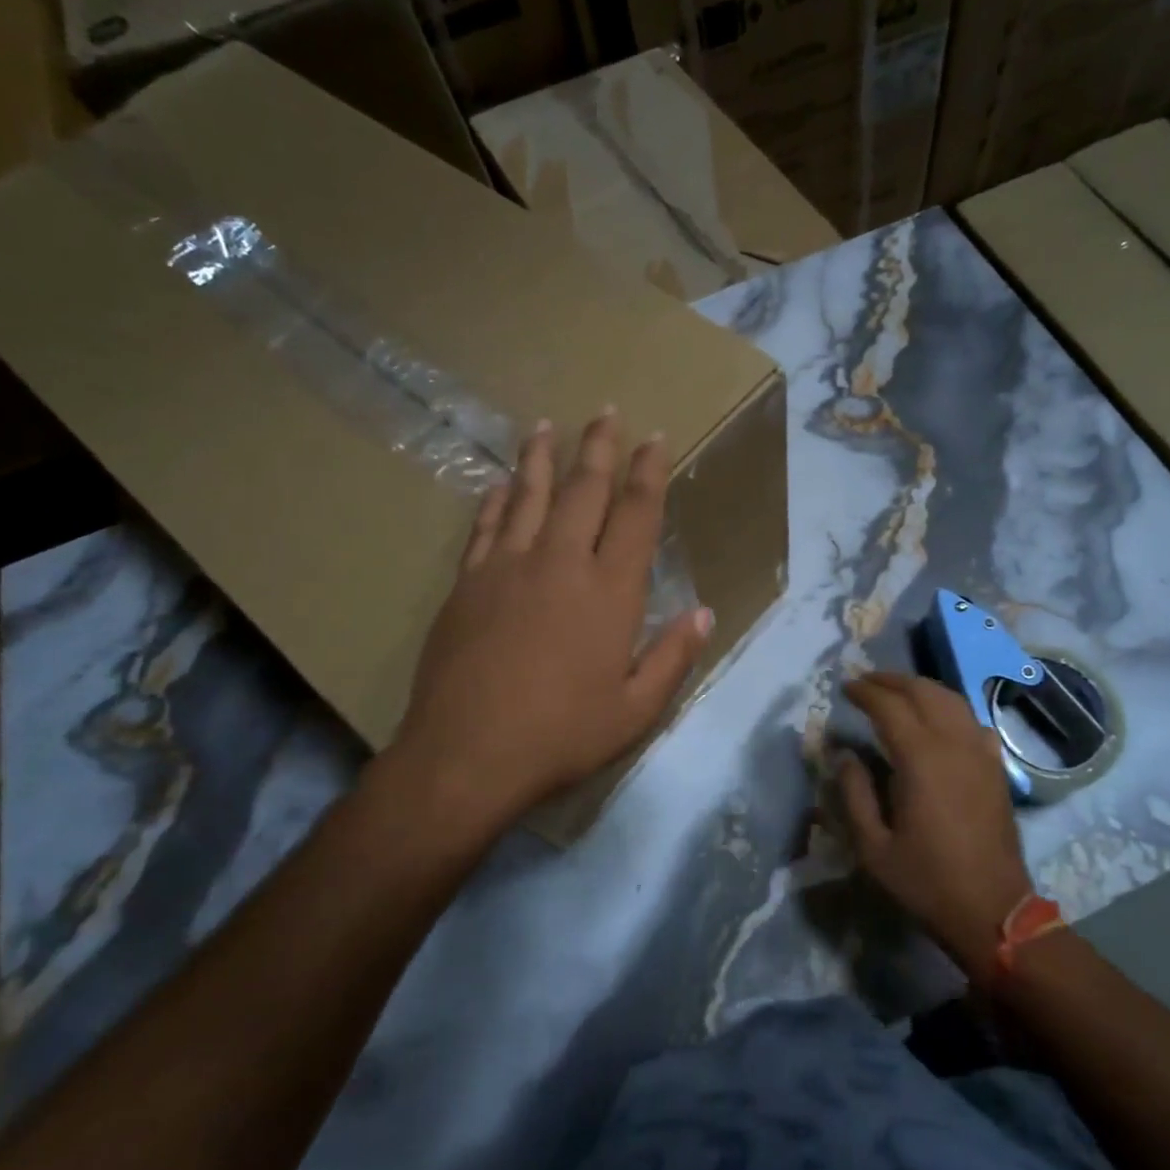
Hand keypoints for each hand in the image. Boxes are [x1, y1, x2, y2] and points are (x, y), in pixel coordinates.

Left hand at [377, 409, 712, 850]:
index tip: (655, 440)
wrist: (466, 756)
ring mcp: (507, 568)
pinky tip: (499, 484)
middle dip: (599, 448)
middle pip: (583, 491)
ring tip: (545, 426)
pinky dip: (496, 500)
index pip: (636, 515)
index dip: (649, 473)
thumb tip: (704, 612)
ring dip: (540, 458)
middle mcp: (560, 564)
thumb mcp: (635, 710)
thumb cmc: (562, 735)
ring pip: (528, 496)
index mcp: (609, 592)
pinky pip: (485, 527)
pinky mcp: (467, 584)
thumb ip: (673, 657)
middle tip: (605, 413)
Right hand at [838, 672, 1035, 978]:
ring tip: (897, 691)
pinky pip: (973, 721)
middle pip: (923, 692)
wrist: (994, 912)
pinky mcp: (997, 767)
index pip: (889, 706)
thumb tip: (844, 755)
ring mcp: (981, 753)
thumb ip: (854, 794)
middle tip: (865, 682)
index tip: (845, 687)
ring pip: (951, 699)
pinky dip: (950, 709)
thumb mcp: (873, 847)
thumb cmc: (927, 882)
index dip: (864, 692)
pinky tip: (939, 719)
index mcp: (921, 759)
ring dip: (921, 688)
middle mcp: (954, 744)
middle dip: (891, 680)